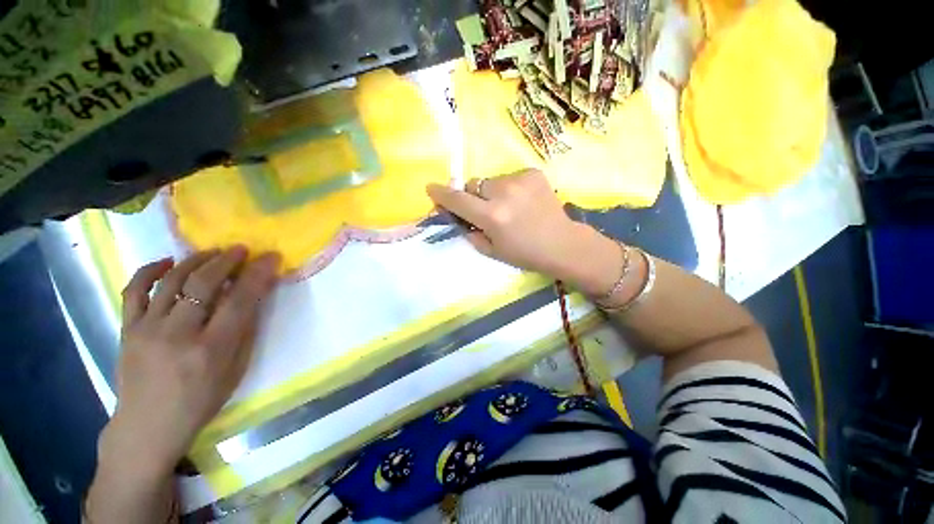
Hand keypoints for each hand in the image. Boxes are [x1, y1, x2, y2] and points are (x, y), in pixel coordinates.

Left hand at [103, 248, 280, 475]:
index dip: (257, 275)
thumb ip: (245, 330)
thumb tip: (255, 296)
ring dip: (196, 260)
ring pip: (171, 280)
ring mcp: (147, 329)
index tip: (270, 257)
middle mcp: (178, 334)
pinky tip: (167, 262)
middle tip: (241, 249)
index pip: (239, 301)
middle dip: (226, 260)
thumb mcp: (235, 369)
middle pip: (203, 283)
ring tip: (213, 252)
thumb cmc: (201, 400)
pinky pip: (134, 290)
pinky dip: (150, 270)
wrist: (148, 425)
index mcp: (211, 349)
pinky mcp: (127, 329)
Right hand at [426, 169, 620, 293]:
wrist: (562, 244)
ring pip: (492, 180)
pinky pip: (509, 177)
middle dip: (473, 196)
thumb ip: (470, 233)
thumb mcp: (492, 251)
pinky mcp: (533, 173)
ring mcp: (520, 180)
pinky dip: (510, 188)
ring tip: (509, 207)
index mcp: (492, 216)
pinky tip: (523, 201)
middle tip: (485, 209)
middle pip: (473, 184)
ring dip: (492, 192)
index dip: (441, 194)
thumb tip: (459, 218)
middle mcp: (503, 193)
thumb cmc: (525, 254)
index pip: (458, 199)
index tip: (431, 188)